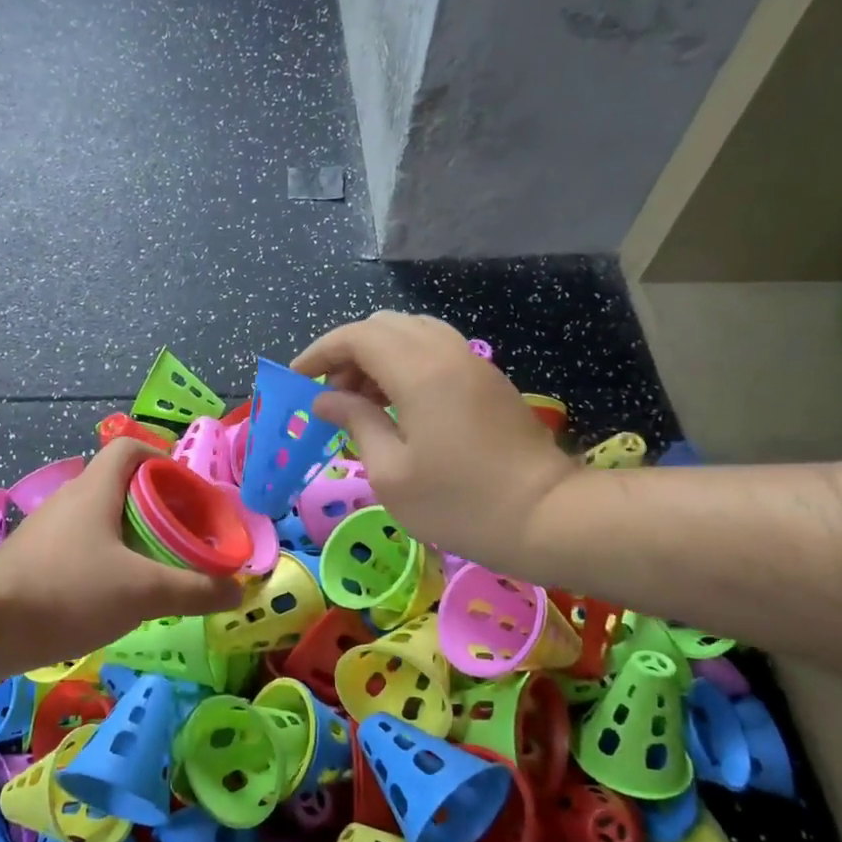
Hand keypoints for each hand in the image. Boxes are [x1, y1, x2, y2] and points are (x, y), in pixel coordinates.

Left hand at [0, 440, 241, 665]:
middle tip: (184, 537)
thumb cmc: (71, 592)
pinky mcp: (33, 561)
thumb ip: (195, 589)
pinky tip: (119, 594)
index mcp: (95, 489)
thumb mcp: (144, 591)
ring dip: (132, 536)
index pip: (131, 449)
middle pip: (120, 486)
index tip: (190, 494)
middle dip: (157, 507)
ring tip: (159, 567)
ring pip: (100, 521)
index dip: (164, 461)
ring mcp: (47, 532)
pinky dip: (107, 561)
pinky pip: (81, 548)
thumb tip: (237, 589)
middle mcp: (69, 500)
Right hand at [293, 312, 580, 566]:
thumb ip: (356, 423)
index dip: (320, 352)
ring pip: (412, 334)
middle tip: (330, 397)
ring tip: (361, 402)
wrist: (544, 516)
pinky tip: (397, 406)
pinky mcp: (487, 379)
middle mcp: (446, 353)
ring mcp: (472, 362)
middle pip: (384, 326)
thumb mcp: (390, 473)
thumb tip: (325, 399)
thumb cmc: (457, 503)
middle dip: (347, 353)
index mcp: (418, 371)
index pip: (357, 336)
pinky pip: (435, 350)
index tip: (296, 380)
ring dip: (377, 357)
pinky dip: (404, 365)